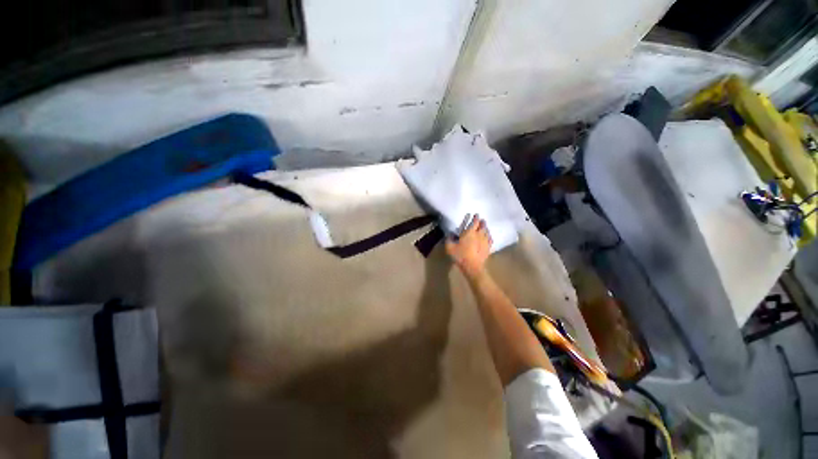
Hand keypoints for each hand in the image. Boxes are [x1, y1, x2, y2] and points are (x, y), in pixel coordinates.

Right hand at [446, 214, 492, 278]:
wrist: (473, 267)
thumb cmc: (460, 255)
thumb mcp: (450, 247)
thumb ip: (448, 239)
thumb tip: (449, 234)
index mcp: (469, 232)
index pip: (474, 222)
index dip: (475, 218)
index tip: (475, 214)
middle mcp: (479, 234)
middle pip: (482, 226)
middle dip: (481, 222)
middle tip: (481, 219)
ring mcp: (485, 241)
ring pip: (487, 231)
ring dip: (485, 227)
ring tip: (485, 226)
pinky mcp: (488, 248)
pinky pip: (490, 239)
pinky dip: (489, 236)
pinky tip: (489, 236)